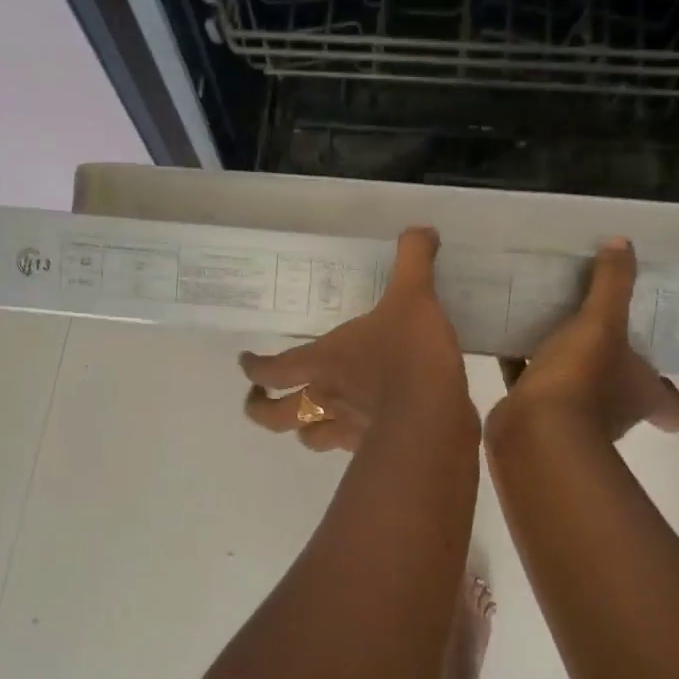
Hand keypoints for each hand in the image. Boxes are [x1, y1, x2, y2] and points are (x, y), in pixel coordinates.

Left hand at [241, 228, 471, 452]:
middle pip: (274, 416)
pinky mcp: (373, 449)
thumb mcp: (413, 296)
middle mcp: (325, 398)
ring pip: (308, 438)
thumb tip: (421, 229)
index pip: (271, 369)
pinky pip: (349, 449)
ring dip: (301, 431)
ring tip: (305, 422)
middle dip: (260, 410)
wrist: (435, 416)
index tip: (244, 362)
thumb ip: (413, 260)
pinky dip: (346, 442)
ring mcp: (347, 429)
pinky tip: (357, 434)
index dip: (252, 368)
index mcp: (322, 361)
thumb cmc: (409, 354)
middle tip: (258, 401)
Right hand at [492, 239, 678, 445]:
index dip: (673, 396)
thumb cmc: (581, 379)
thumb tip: (623, 243)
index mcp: (641, 393)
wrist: (533, 430)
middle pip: (623, 394)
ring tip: (552, 327)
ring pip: (576, 388)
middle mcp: (614, 411)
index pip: (673, 407)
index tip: (667, 377)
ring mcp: (573, 418)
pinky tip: (509, 341)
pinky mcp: (535, 416)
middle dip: (614, 370)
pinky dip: (524, 367)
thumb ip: (612, 284)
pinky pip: (532, 385)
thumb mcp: (601, 322)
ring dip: (566, 365)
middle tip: (603, 332)